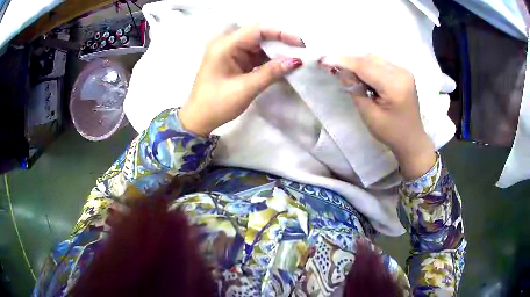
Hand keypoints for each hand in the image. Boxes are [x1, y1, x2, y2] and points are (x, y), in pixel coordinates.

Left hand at [179, 24, 303, 136]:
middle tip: (300, 52)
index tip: (299, 44)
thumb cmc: (217, 104)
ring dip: (275, 52)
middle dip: (279, 42)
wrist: (198, 119)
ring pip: (257, 46)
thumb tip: (296, 61)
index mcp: (225, 46)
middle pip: (258, 36)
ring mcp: (229, 53)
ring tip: (294, 60)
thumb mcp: (246, 88)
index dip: (280, 34)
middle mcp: (227, 44)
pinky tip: (281, 65)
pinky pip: (254, 56)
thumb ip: (271, 72)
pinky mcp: (233, 62)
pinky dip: (267, 60)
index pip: (256, 30)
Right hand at [321, 55, 435, 178]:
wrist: (412, 139)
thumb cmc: (391, 133)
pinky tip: (362, 76)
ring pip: (374, 59)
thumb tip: (340, 72)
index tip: (323, 59)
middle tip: (331, 67)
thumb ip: (355, 90)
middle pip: (369, 59)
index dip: (343, 61)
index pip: (365, 66)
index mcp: (395, 86)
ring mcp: (404, 71)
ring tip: (347, 74)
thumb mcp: (369, 115)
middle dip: (349, 61)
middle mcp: (401, 73)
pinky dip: (367, 66)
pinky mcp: (403, 72)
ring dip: (358, 63)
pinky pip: (380, 63)